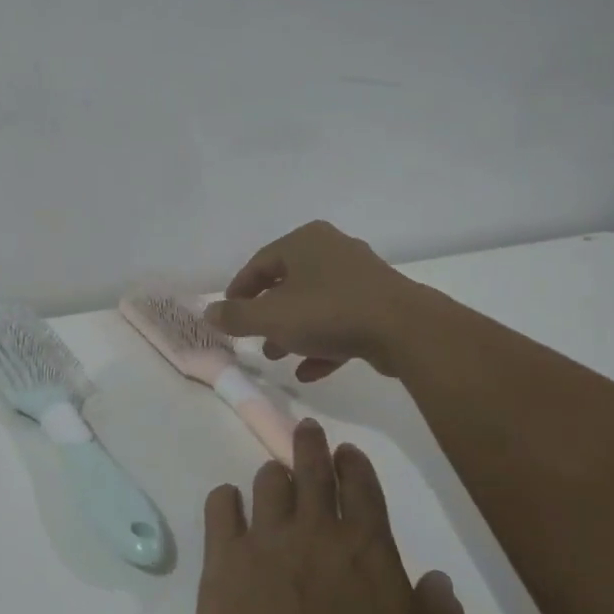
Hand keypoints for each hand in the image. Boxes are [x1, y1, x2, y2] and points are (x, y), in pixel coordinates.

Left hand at [191, 421, 467, 613]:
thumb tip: (436, 581)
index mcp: (369, 550)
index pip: (364, 491)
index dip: (356, 466)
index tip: (347, 450)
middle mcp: (315, 532)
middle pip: (313, 473)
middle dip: (311, 447)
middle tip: (306, 429)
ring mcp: (264, 541)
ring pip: (268, 486)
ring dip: (273, 474)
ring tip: (273, 472)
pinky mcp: (222, 560)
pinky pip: (220, 511)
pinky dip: (225, 500)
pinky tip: (227, 500)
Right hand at [204, 220, 412, 381]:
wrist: (404, 330)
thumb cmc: (328, 312)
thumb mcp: (271, 317)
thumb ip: (235, 317)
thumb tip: (209, 313)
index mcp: (304, 242)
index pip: (259, 264)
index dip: (238, 292)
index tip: (228, 316)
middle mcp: (332, 250)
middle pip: (287, 283)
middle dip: (267, 315)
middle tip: (253, 338)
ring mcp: (360, 276)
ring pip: (314, 304)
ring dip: (293, 331)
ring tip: (277, 356)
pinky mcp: (379, 303)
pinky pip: (340, 321)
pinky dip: (322, 342)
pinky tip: (309, 371)